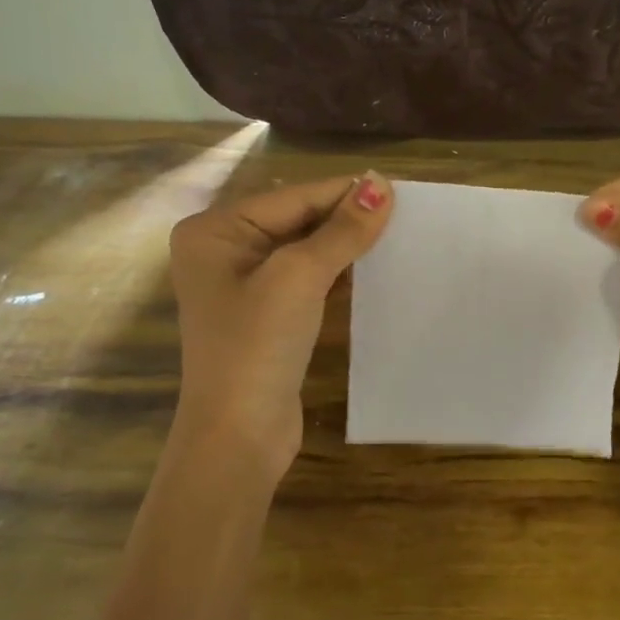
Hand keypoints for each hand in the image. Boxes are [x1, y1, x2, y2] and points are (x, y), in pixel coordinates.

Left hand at [168, 172, 392, 476]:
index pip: (293, 198)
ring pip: (305, 250)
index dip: (345, 194)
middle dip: (346, 219)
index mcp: (215, 231)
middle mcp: (223, 251)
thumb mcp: (300, 277)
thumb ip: (342, 230)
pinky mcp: (265, 315)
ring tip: (397, 237)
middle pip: (297, 221)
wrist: (238, 436)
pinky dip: (337, 273)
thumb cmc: (257, 346)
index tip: (398, 190)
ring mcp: (242, 286)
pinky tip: (373, 270)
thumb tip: (380, 183)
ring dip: (345, 246)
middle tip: (404, 214)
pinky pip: (306, 280)